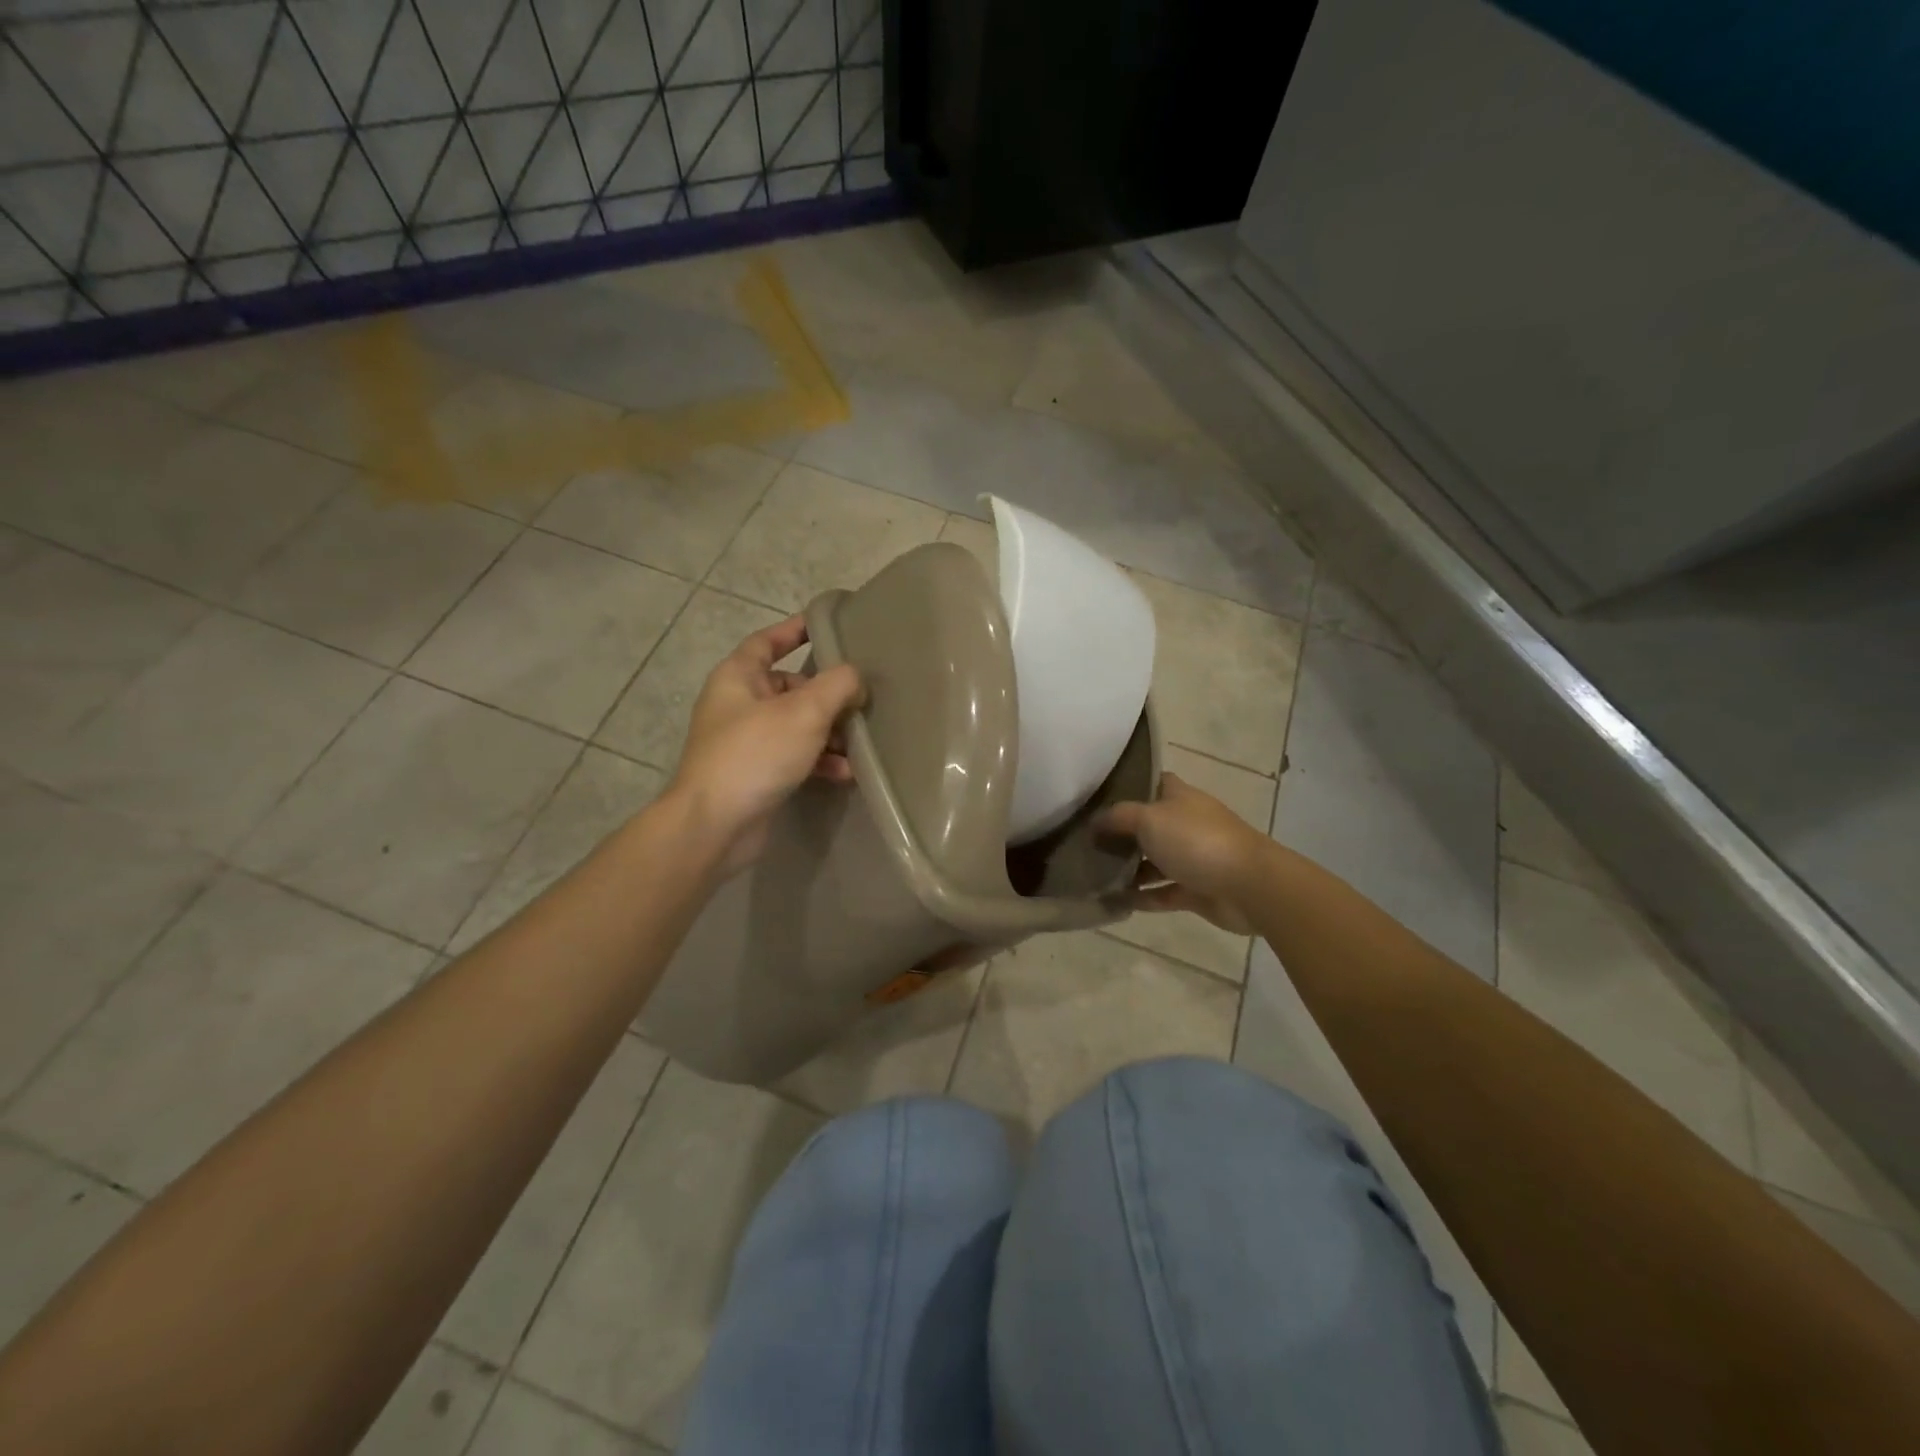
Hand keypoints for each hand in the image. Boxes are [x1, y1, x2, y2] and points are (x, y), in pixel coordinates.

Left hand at [669, 615, 864, 873]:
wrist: (715, 824)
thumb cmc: (755, 754)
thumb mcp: (804, 712)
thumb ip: (837, 685)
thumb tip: (855, 679)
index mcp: (738, 677)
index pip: (768, 641)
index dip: (795, 630)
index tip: (825, 624)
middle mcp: (739, 704)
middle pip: (790, 687)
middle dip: (827, 694)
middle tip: (861, 699)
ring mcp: (746, 741)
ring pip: (797, 725)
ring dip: (829, 732)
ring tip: (860, 742)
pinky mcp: (757, 774)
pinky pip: (795, 757)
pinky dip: (820, 761)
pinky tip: (846, 773)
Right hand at [1097, 772, 1271, 934]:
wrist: (1249, 886)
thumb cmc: (1196, 841)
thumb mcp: (1148, 818)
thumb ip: (1117, 817)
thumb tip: (1094, 823)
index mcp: (1179, 797)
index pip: (1152, 782)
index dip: (1127, 786)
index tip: (1096, 796)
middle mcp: (1186, 824)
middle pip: (1148, 825)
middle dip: (1120, 833)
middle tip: (1084, 840)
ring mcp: (1192, 858)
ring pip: (1153, 861)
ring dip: (1128, 868)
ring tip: (1093, 874)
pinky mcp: (1196, 891)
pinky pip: (1162, 893)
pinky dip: (1142, 897)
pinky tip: (1114, 901)